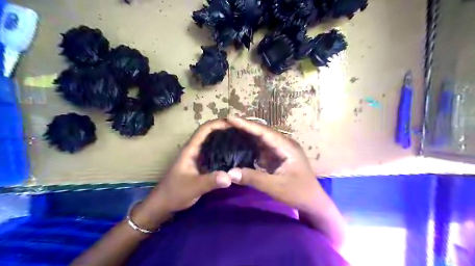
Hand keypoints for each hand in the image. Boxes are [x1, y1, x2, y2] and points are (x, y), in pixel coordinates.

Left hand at [133, 119, 232, 228]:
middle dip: (224, 129)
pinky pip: (214, 155)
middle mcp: (194, 150)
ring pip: (212, 144)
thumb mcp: (193, 187)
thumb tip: (230, 176)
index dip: (218, 123)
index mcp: (191, 149)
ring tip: (240, 140)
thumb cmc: (174, 193)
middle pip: (210, 134)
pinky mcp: (201, 166)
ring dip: (224, 139)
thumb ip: (210, 181)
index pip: (204, 129)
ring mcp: (197, 158)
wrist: (162, 205)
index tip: (234, 123)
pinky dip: (223, 151)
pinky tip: (233, 156)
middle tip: (242, 131)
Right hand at [227, 117, 324, 211]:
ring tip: (230, 131)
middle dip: (245, 128)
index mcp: (287, 147)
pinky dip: (251, 147)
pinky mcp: (278, 158)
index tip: (230, 118)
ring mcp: (281, 151)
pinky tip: (240, 146)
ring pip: (262, 140)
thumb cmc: (299, 193)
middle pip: (262, 133)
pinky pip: (262, 149)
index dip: (247, 125)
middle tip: (227, 123)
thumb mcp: (276, 187)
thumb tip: (229, 173)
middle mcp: (284, 144)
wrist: (313, 203)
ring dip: (247, 136)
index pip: (264, 132)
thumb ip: (253, 178)